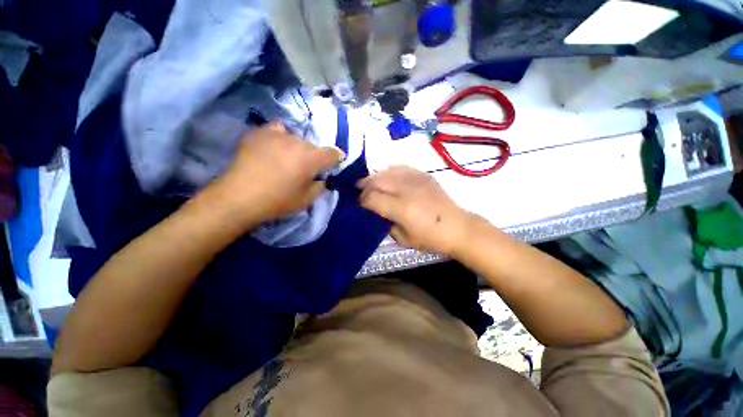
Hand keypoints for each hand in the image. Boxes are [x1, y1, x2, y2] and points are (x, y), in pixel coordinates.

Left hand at [206, 123, 343, 228]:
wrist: (240, 197)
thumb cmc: (278, 201)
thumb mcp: (307, 200)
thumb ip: (320, 186)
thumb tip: (322, 178)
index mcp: (312, 159)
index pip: (332, 153)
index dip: (337, 158)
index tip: (336, 162)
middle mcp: (298, 142)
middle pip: (314, 146)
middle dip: (314, 157)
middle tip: (306, 168)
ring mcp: (278, 135)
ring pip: (297, 138)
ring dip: (298, 148)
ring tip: (288, 158)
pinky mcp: (260, 133)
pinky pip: (277, 129)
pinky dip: (281, 136)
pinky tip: (275, 146)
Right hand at [358, 166, 472, 256]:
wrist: (457, 227)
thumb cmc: (431, 238)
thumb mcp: (403, 239)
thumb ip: (386, 224)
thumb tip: (376, 212)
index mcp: (402, 208)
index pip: (372, 198)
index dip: (362, 200)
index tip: (359, 204)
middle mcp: (407, 190)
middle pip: (377, 181)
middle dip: (364, 186)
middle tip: (360, 192)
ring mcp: (416, 179)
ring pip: (387, 171)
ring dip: (374, 177)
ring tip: (369, 182)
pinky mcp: (424, 175)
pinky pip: (401, 167)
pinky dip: (389, 171)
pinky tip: (387, 175)